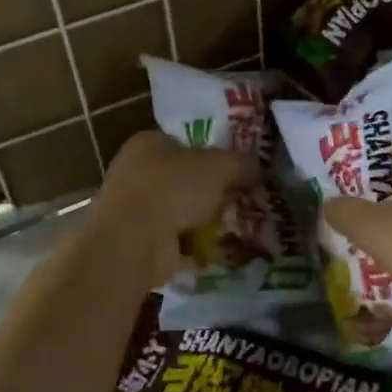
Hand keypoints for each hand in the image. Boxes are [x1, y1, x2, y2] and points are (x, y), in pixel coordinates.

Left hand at [83, 131, 254, 288]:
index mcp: (149, 143)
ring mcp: (136, 209)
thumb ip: (241, 164)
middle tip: (243, 200)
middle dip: (214, 192)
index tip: (240, 170)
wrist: (133, 242)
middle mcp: (137, 172)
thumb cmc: (172, 189)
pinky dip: (195, 245)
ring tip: (236, 225)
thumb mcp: (218, 167)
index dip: (215, 154)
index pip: (187, 143)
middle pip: (187, 179)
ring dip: (206, 220)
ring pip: (183, 210)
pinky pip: (177, 239)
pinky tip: (218, 248)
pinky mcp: (140, 242)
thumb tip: (258, 170)